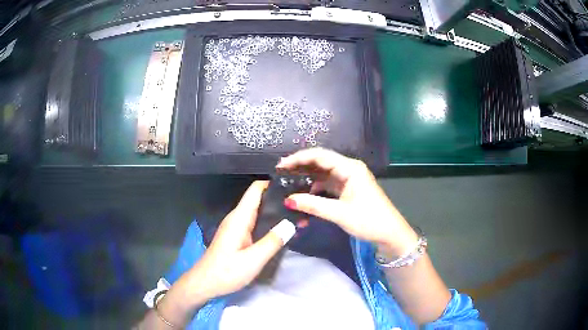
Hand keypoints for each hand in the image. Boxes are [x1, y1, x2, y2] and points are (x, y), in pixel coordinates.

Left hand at [184, 181, 290, 301]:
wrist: (205, 283)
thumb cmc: (226, 271)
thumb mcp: (253, 259)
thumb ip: (272, 241)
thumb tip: (291, 222)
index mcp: (239, 218)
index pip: (256, 190)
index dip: (273, 183)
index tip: (294, 186)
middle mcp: (237, 218)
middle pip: (259, 199)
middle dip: (279, 199)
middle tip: (302, 205)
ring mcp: (236, 227)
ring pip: (258, 212)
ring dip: (276, 213)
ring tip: (298, 216)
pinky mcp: (237, 237)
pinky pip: (255, 224)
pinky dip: (269, 224)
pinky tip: (282, 231)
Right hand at [277, 148, 418, 256]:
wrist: (389, 234)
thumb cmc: (369, 220)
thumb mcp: (340, 213)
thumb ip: (313, 205)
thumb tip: (288, 200)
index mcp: (350, 168)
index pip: (320, 156)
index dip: (299, 158)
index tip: (281, 165)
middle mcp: (348, 169)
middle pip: (320, 163)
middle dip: (300, 167)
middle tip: (280, 173)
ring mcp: (348, 180)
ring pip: (322, 175)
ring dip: (306, 179)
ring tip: (288, 184)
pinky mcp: (347, 190)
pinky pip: (327, 186)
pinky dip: (315, 191)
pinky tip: (303, 197)